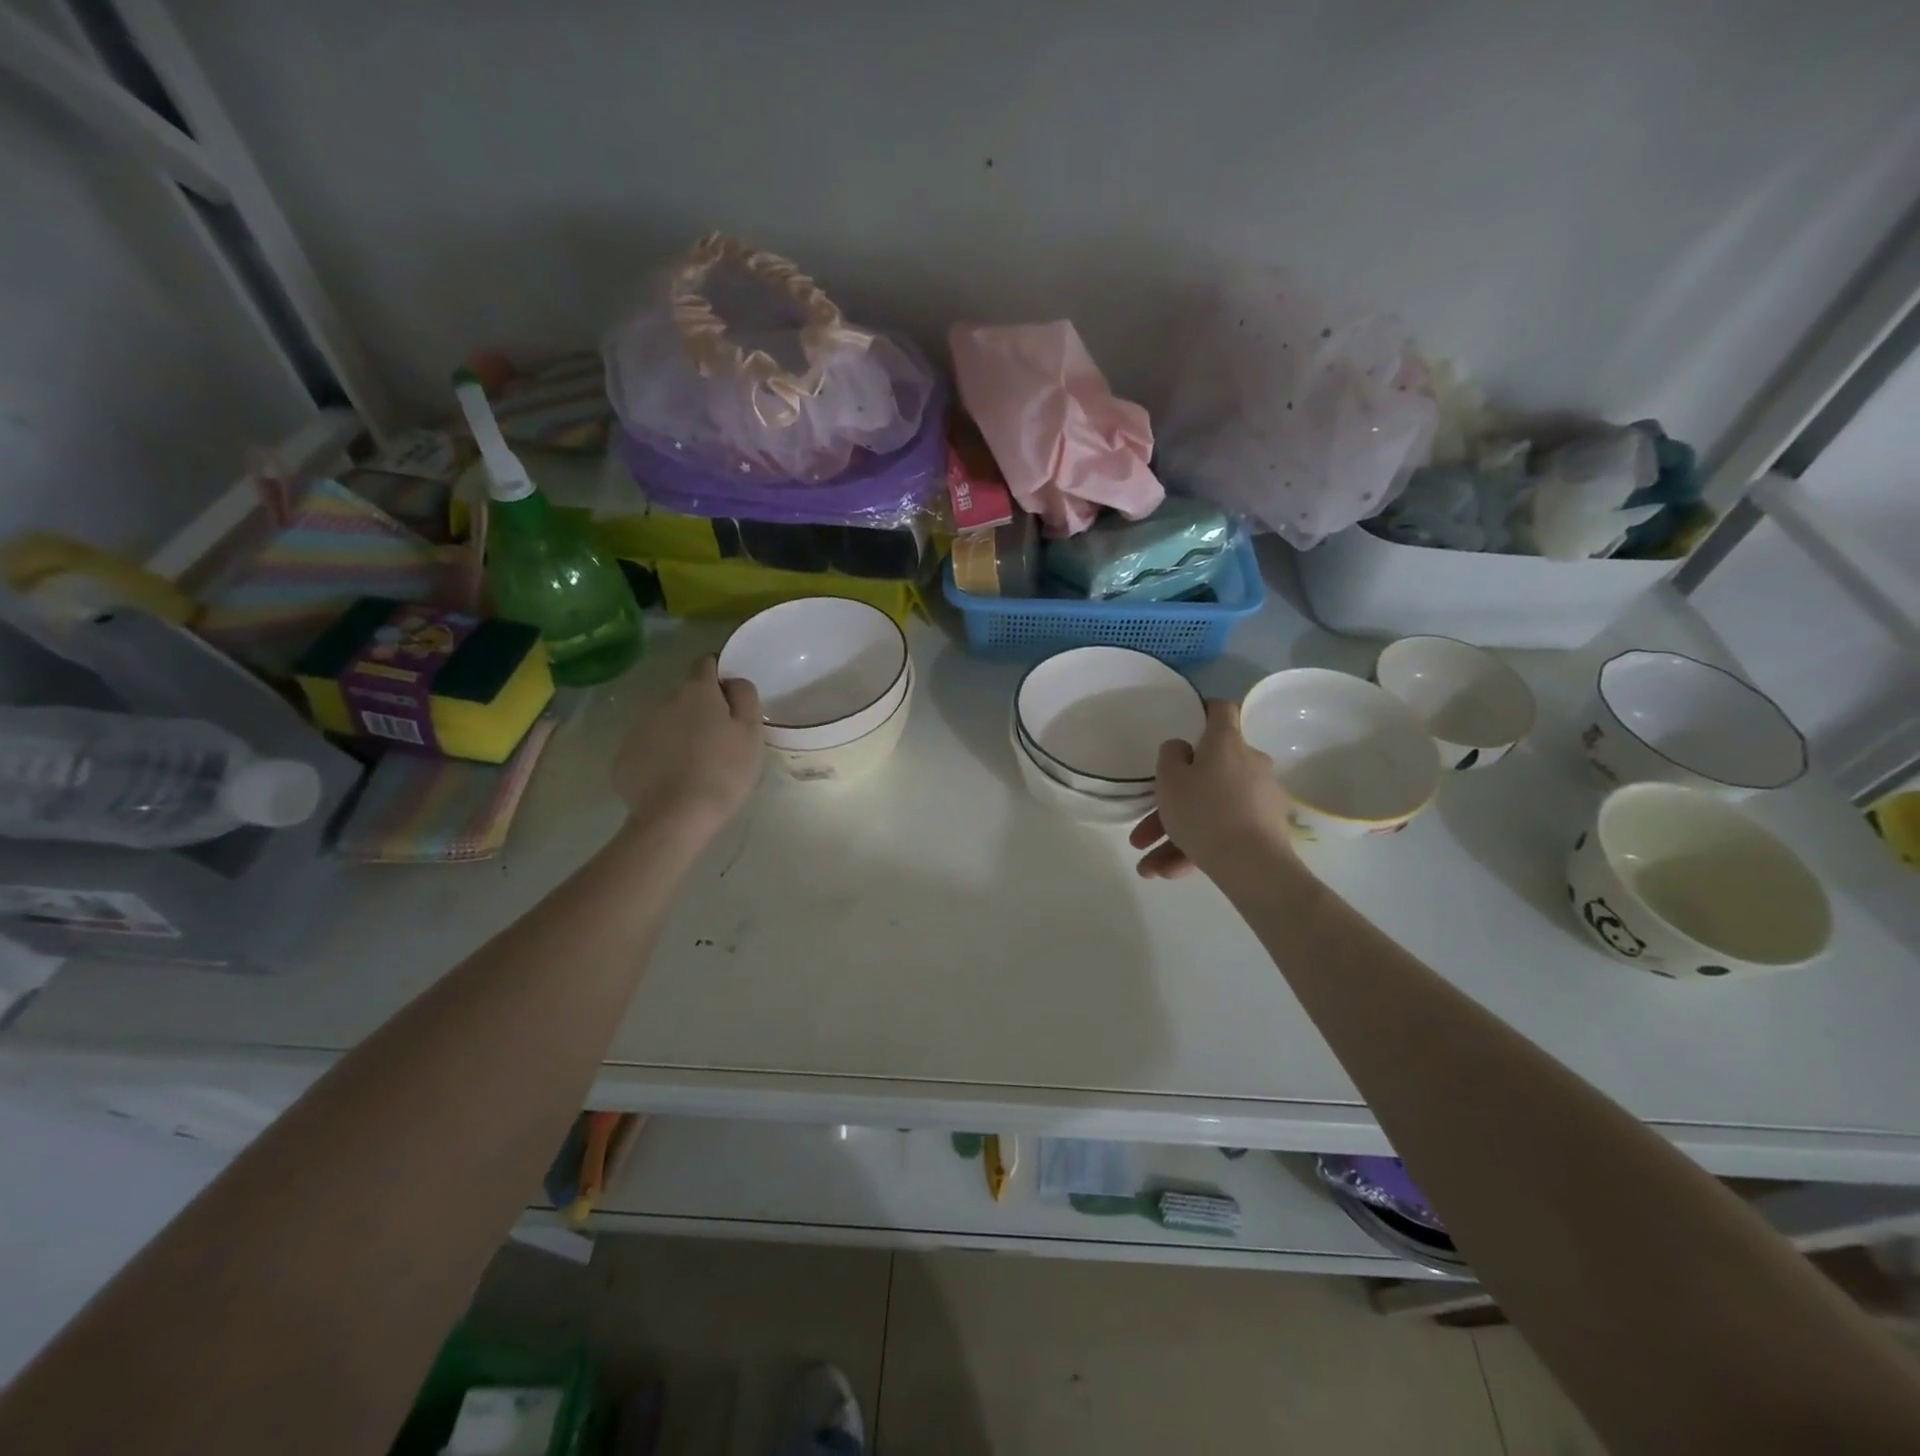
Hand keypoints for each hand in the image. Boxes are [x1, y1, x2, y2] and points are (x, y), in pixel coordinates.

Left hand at [612, 655, 762, 840]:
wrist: (676, 817)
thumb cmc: (724, 772)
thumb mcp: (751, 732)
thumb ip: (744, 696)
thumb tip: (732, 681)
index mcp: (697, 691)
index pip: (707, 663)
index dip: (720, 675)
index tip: (732, 699)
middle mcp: (664, 701)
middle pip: (687, 695)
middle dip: (702, 710)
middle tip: (721, 741)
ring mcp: (640, 728)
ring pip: (667, 721)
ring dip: (681, 733)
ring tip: (697, 765)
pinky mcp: (625, 755)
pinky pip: (650, 747)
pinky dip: (662, 756)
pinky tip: (675, 780)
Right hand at [1130, 699, 1294, 879]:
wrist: (1252, 865)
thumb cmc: (1204, 811)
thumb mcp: (1170, 780)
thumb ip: (1170, 756)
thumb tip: (1183, 749)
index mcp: (1226, 743)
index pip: (1220, 710)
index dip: (1202, 711)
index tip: (1186, 723)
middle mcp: (1248, 764)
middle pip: (1206, 773)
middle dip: (1171, 802)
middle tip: (1143, 830)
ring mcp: (1259, 798)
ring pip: (1209, 810)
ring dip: (1175, 836)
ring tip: (1148, 867)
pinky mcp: (1265, 829)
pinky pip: (1222, 832)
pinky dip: (1195, 849)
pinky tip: (1168, 874)